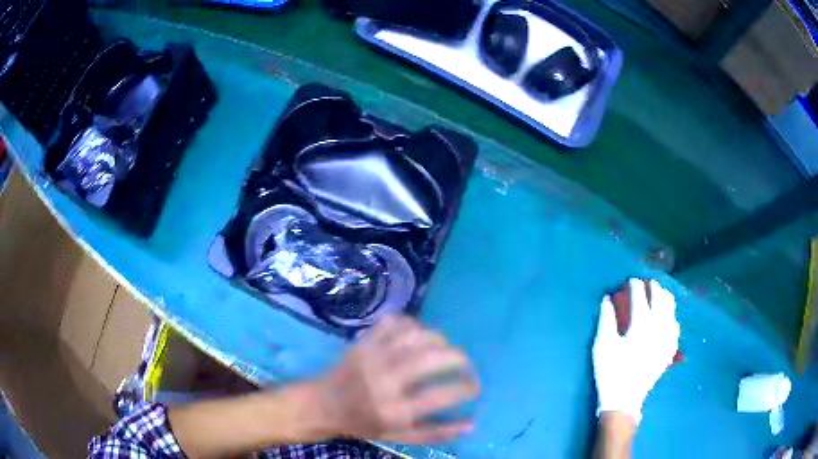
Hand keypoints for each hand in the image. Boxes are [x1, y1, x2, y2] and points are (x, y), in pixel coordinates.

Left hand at [314, 315, 479, 443]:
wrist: (324, 404)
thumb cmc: (364, 423)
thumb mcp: (399, 437)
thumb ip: (436, 433)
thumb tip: (472, 424)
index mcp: (394, 411)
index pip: (442, 395)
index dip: (466, 387)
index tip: (475, 386)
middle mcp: (384, 381)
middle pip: (431, 358)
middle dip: (458, 358)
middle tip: (466, 364)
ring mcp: (372, 357)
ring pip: (416, 336)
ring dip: (438, 339)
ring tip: (444, 349)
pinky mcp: (363, 342)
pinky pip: (394, 322)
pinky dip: (412, 323)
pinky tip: (418, 335)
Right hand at [592, 278, 679, 424]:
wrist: (624, 399)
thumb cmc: (611, 371)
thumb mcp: (603, 345)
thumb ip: (606, 319)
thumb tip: (607, 299)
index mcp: (641, 325)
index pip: (640, 297)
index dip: (635, 285)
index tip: (630, 280)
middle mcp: (658, 327)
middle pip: (660, 299)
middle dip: (654, 287)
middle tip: (647, 283)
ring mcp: (666, 339)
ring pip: (671, 311)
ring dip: (666, 299)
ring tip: (661, 294)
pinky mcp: (668, 351)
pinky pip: (675, 330)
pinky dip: (673, 320)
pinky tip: (670, 320)